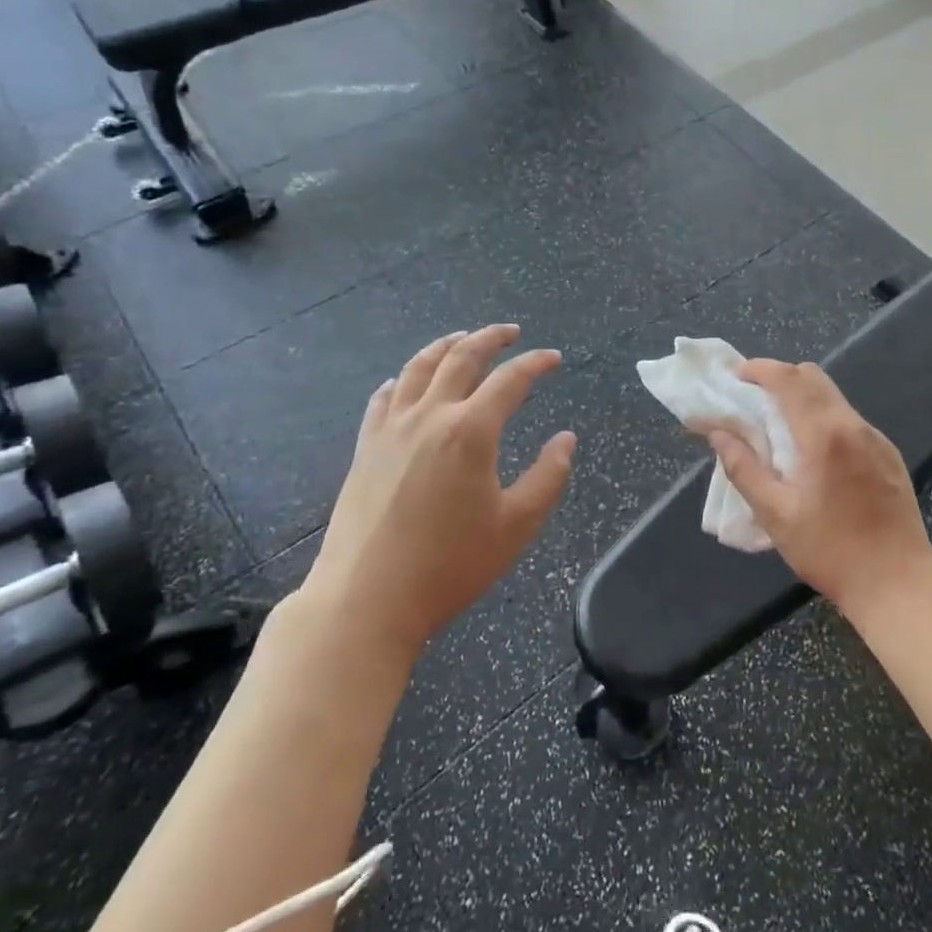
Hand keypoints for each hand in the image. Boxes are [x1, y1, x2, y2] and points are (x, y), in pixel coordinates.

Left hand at [300, 325, 574, 666]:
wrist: (366, 599)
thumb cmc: (450, 565)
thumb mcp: (516, 525)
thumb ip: (548, 477)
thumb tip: (565, 440)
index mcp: (471, 431)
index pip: (510, 380)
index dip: (535, 364)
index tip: (553, 358)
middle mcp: (430, 416)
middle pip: (461, 358)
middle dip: (490, 338)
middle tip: (511, 332)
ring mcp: (391, 429)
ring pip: (418, 368)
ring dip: (445, 345)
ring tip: (462, 337)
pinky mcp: (365, 447)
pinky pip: (384, 397)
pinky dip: (402, 379)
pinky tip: (406, 381)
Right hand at [707, 360, 931, 623]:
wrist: (898, 582)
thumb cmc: (830, 551)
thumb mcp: (775, 514)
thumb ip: (743, 468)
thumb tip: (718, 433)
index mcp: (823, 435)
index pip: (789, 379)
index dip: (759, 369)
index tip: (735, 375)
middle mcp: (853, 425)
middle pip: (813, 377)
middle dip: (779, 378)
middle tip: (752, 399)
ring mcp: (876, 438)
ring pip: (833, 397)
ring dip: (802, 398)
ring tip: (778, 427)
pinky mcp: (889, 454)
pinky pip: (849, 420)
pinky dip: (824, 418)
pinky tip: (813, 453)